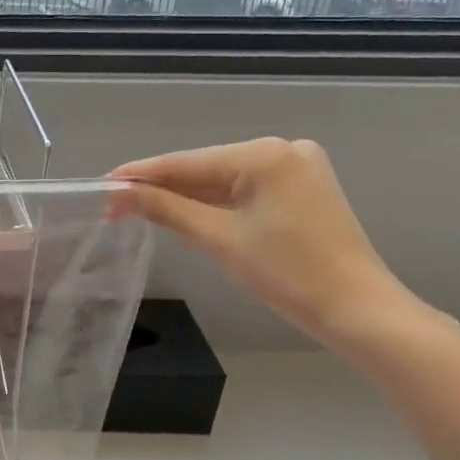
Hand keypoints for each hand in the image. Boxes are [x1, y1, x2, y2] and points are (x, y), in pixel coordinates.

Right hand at [111, 138, 421, 351]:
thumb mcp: (217, 238)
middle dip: (162, 188)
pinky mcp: (303, 189)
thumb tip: (116, 193)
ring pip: (223, 180)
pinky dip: (217, 205)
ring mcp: (297, 168)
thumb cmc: (287, 273)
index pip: (186, 162)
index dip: (140, 175)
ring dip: (187, 198)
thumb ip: (164, 208)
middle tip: (116, 206)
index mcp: (265, 154)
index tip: (101, 187)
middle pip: (204, 168)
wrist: (358, 310)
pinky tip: (189, 217)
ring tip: (141, 212)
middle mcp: (283, 149)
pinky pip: (245, 190)